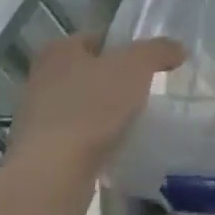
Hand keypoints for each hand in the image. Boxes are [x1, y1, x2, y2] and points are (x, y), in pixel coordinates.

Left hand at [3, 33, 184, 208]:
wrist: (52, 177)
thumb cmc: (92, 106)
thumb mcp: (137, 64)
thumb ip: (160, 50)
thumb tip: (178, 49)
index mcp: (58, 51)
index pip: (98, 37)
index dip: (124, 46)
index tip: (146, 61)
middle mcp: (41, 80)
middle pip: (90, 72)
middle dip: (115, 80)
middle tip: (144, 88)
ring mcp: (36, 120)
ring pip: (83, 106)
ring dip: (104, 112)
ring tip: (134, 119)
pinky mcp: (40, 155)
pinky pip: (77, 138)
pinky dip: (95, 140)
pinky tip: (115, 146)